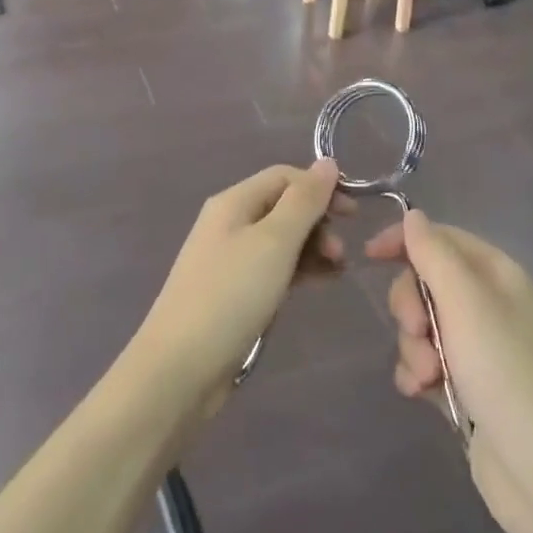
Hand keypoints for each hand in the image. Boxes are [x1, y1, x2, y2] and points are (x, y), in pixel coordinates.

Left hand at [136, 161, 348, 406]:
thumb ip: (304, 201)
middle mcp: (230, 223)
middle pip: (284, 206)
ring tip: (337, 271)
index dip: (320, 187)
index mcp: (234, 202)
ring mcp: (229, 259)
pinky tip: (320, 283)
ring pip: (281, 239)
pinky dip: (299, 270)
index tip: (353, 215)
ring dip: (312, 247)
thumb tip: (328, 162)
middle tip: (341, 253)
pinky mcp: (233, 293)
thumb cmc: (230, 296)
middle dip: (318, 221)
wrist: (179, 370)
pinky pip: (274, 267)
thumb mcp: (274, 242)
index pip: (285, 176)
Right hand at [368, 211, 532, 532]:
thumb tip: (413, 214)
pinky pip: (424, 362)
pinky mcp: (466, 385)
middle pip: (426, 281)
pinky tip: (421, 394)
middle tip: (418, 332)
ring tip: (429, 377)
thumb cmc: (504, 371)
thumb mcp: (465, 302)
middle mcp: (487, 303)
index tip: (369, 256)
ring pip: (421, 325)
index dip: (405, 241)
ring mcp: (477, 346)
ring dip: (414, 348)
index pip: (441, 237)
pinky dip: (417, 374)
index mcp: (496, 273)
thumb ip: (434, 253)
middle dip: (411, 307)